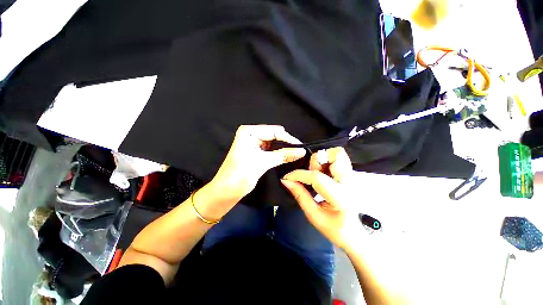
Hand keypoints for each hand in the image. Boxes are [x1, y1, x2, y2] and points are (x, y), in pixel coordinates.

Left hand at [210, 125, 305, 201]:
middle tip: (299, 151)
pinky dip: (278, 152)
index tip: (301, 147)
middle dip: (286, 142)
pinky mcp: (255, 151)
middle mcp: (251, 134)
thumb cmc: (240, 175)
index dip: (288, 138)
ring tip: (295, 153)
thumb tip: (302, 151)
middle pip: (274, 135)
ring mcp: (253, 142)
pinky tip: (286, 156)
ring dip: (283, 148)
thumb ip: (283, 155)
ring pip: (273, 142)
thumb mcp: (263, 162)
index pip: (274, 131)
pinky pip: (270, 149)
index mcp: (249, 132)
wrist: (226, 191)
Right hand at [281, 147, 361, 250]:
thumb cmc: (334, 228)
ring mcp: (352, 176)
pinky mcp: (350, 175)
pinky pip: (337, 159)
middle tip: (310, 173)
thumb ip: (299, 195)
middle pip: (335, 154)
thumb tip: (286, 181)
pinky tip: (322, 174)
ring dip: (322, 160)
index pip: (317, 177)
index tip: (287, 178)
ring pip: (337, 153)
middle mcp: (349, 182)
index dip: (298, 175)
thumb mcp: (313, 215)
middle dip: (317, 161)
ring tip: (316, 174)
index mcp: (340, 196)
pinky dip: (326, 161)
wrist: (354, 234)